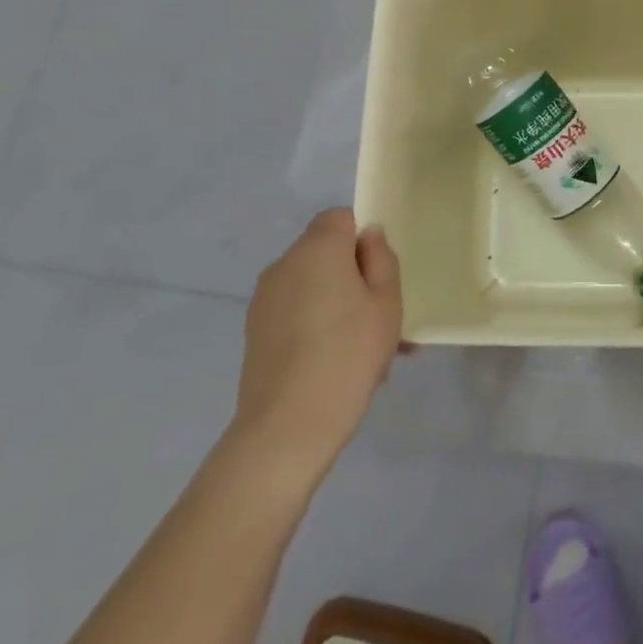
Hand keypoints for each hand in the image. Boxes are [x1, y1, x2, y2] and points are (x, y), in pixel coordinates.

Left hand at [225, 209, 403, 487]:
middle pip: (325, 253)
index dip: (362, 239)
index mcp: (317, 248)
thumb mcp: (387, 303)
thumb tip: (367, 237)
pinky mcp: (255, 332)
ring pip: (312, 286)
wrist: (289, 426)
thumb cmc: (349, 354)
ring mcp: (264, 300)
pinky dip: (317, 325)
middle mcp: (284, 265)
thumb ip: (381, 260)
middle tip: (382, 316)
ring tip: (365, 349)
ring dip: (338, 303)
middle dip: (354, 275)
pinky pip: (296, 313)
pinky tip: (337, 364)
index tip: (380, 274)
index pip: (340, 217)